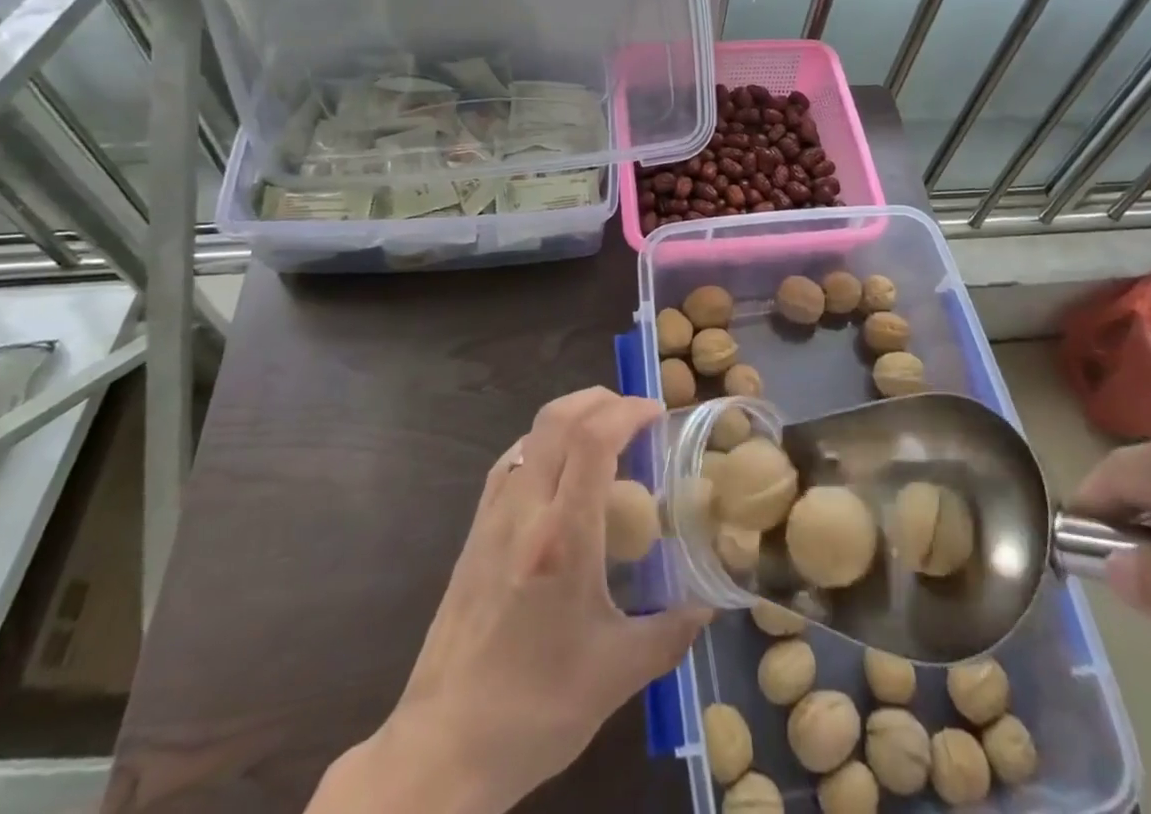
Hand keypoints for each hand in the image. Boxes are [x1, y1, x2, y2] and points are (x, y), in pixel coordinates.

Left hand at [311, 388, 709, 813]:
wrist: (442, 750)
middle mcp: (524, 511)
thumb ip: (671, 633)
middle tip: (636, 416)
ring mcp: (492, 518)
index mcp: (563, 538)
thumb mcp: (617, 675)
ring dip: (572, 416)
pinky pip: (513, 461)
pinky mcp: (474, 534)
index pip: (593, 440)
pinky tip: (560, 472)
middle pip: (559, 419)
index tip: (658, 414)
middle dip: (602, 400)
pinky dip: (544, 443)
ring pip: (532, 434)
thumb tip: (708, 606)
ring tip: (605, 437)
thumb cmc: (535, 710)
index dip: (628, 412)